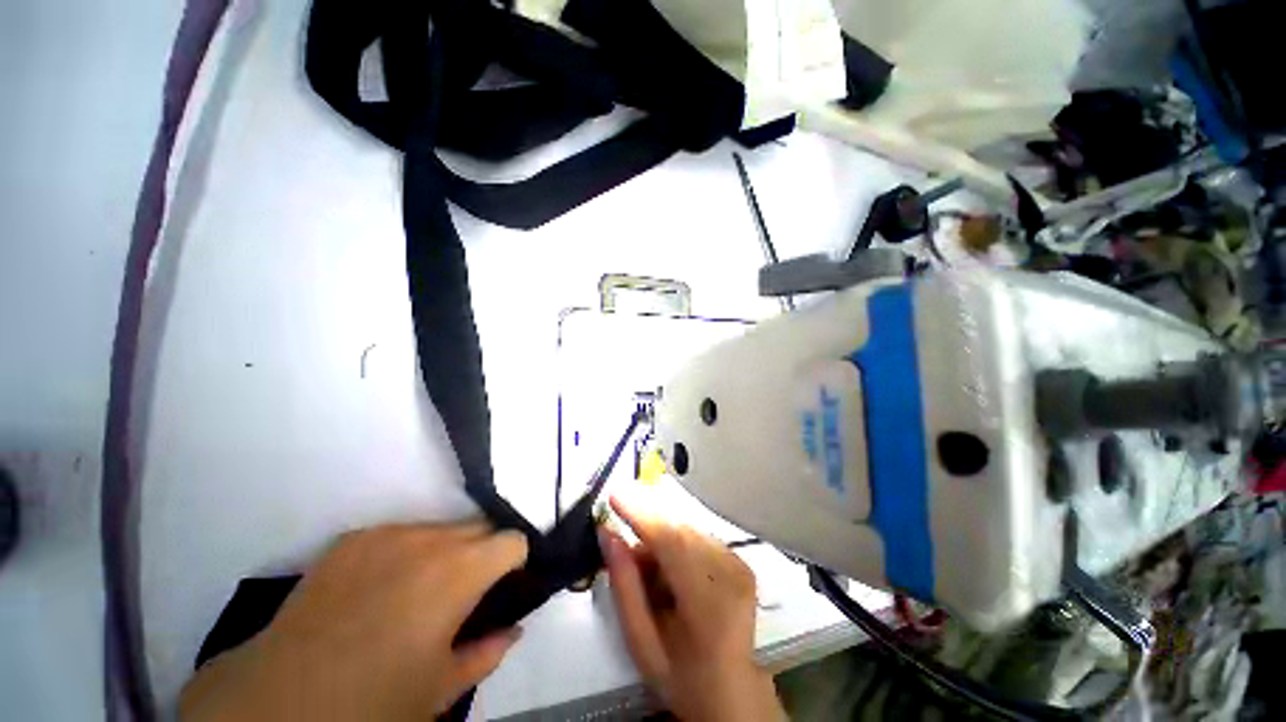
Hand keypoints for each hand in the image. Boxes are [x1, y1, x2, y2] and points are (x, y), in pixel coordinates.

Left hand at [180, 521, 527, 720]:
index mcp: (460, 571)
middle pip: (480, 527)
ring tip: (417, 591)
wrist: (281, 699)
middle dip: (482, 554)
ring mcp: (388, 533)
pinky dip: (405, 552)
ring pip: (441, 528)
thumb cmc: (374, 699)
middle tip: (463, 594)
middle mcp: (431, 539)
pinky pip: (399, 533)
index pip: (513, 540)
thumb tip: (513, 629)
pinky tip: (379, 588)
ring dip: (445, 551)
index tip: (502, 587)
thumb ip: (488, 651)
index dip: (514, 563)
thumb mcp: (441, 688)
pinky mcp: (353, 538)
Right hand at [602, 497, 785, 721]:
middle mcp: (730, 575)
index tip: (615, 494)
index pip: (671, 542)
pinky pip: (698, 537)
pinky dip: (677, 544)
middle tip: (623, 546)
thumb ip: (625, 586)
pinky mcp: (741, 560)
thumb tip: (608, 534)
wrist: (733, 694)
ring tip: (648, 570)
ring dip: (661, 538)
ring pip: (687, 530)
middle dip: (646, 528)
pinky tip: (670, 570)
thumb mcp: (642, 643)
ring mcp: (740, 565)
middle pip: (679, 530)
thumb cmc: (683, 677)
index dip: (641, 514)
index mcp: (708, 603)